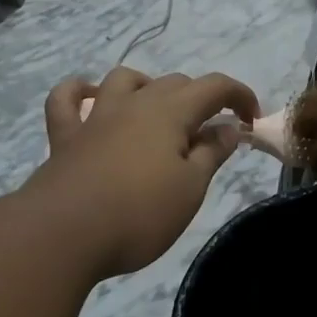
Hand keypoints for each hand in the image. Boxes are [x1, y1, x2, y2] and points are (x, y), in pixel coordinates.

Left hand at [29, 67, 258, 277]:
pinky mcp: (64, 138)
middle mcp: (133, 104)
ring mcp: (94, 117)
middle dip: (201, 100)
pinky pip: (66, 101)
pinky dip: (79, 92)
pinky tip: (89, 98)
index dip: (240, 96)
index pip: (214, 87)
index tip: (253, 122)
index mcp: (169, 112)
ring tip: (159, 112)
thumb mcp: (191, 189)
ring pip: (124, 80)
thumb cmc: (139, 214)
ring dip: (148, 87)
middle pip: (174, 83)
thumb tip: (229, 127)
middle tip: (212, 136)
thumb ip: (211, 153)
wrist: (63, 235)